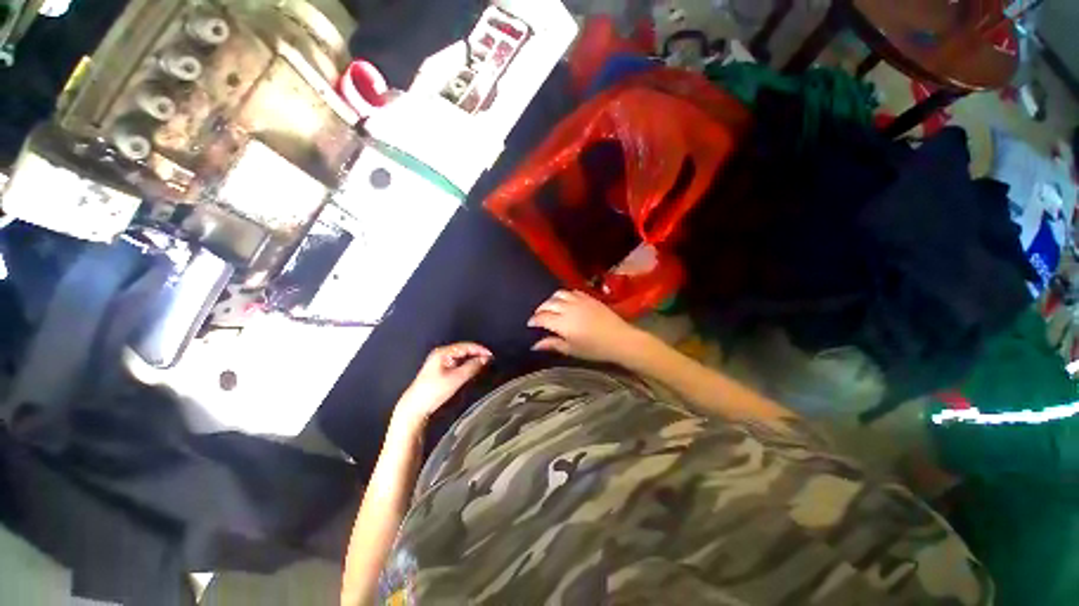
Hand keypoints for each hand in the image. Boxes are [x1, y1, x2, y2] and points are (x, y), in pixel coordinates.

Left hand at [396, 343, 492, 427]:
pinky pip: (457, 362)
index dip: (480, 349)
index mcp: (443, 352)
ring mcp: (439, 360)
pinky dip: (466, 364)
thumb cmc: (434, 391)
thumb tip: (485, 359)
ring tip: (484, 364)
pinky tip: (472, 369)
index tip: (491, 355)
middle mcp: (441, 353)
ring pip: (461, 356)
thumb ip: (472, 367)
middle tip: (489, 360)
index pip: (466, 346)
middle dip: (477, 353)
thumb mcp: (456, 379)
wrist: (415, 407)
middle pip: (463, 349)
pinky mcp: (439, 368)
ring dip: (472, 359)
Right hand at [528, 290, 644, 363]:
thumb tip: (535, 344)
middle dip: (540, 309)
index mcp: (563, 323)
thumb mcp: (572, 350)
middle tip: (539, 316)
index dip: (534, 320)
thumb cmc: (595, 349)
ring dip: (551, 299)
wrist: (620, 339)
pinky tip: (566, 301)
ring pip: (559, 294)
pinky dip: (565, 295)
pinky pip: (572, 291)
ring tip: (550, 307)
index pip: (542, 317)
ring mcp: (579, 300)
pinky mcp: (589, 297)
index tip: (530, 324)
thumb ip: (553, 344)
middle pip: (548, 303)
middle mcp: (568, 308)